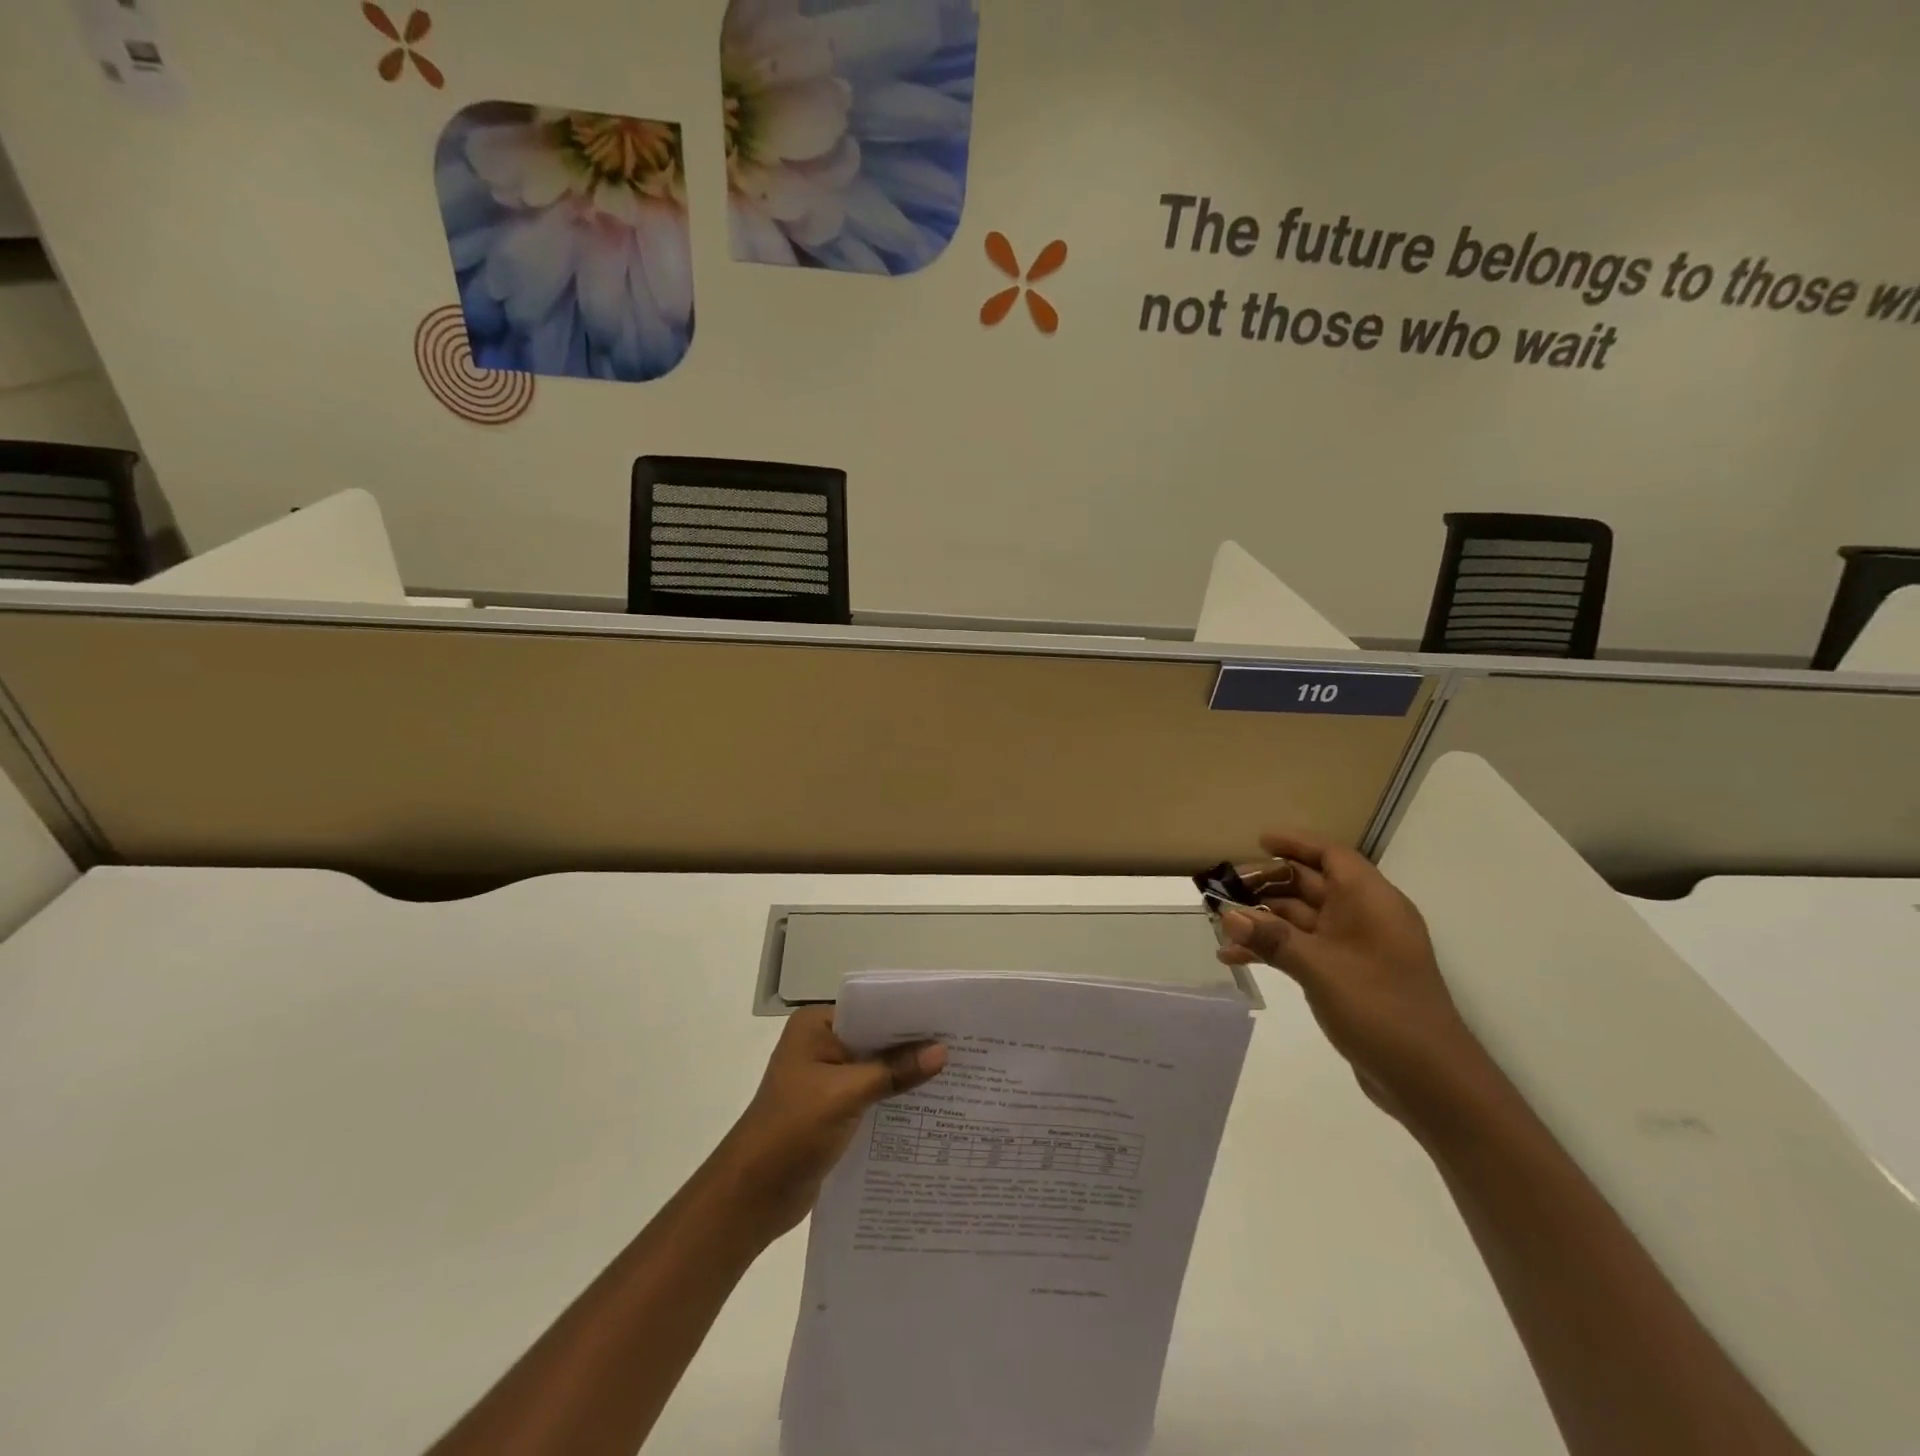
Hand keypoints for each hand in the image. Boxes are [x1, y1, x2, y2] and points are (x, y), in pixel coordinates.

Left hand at [705, 1007, 945, 1243]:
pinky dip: (895, 1098)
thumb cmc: (792, 1131)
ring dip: (907, 1074)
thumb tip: (942, 1051)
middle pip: (876, 1037)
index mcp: (816, 1025)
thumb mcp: (846, 1095)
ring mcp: (827, 1078)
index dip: (908, 1014)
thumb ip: (894, 1071)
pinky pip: (872, 1094)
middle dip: (913, 1045)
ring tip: (957, 1074)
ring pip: (877, 1067)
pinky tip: (930, 1106)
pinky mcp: (834, 1109)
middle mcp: (822, 1044)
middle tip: (962, 1047)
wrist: (752, 1196)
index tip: (950, 1019)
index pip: (871, 1008)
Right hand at [1215, 830, 1489, 1126]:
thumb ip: (1272, 938)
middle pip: (1312, 886)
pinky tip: (1235, 958)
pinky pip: (1303, 949)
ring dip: (1263, 921)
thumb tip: (1227, 914)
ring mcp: (1356, 950)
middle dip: (1267, 885)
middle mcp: (1365, 918)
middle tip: (1224, 889)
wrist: (1430, 1082)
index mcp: (1372, 902)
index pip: (1332, 856)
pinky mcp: (1347, 978)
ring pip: (1302, 920)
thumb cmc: (1381, 1009)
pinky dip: (1274, 949)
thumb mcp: (1320, 969)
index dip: (1296, 844)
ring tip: (1220, 925)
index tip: (1258, 841)